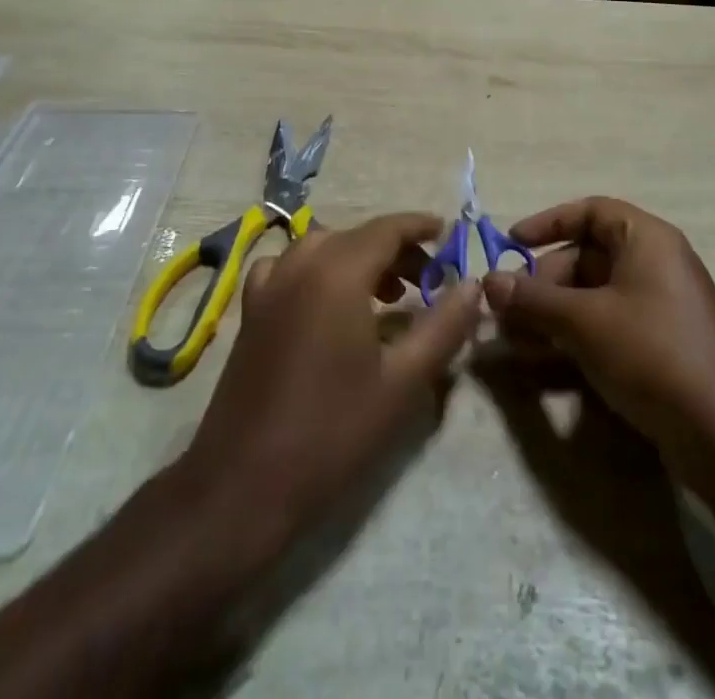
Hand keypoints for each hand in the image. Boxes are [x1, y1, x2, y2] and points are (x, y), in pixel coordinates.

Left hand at [180, 213, 480, 536]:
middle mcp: (300, 263)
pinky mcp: (251, 310)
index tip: (449, 235)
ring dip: (359, 258)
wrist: (241, 486)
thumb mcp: (404, 382)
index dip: (421, 227)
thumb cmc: (332, 432)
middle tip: (427, 280)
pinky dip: (320, 270)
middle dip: (397, 250)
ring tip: (387, 295)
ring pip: (325, 247)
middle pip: (358, 235)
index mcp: (338, 271)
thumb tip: (473, 285)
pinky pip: (292, 267)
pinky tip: (329, 305)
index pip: (388, 228)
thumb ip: (445, 325)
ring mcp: (269, 285)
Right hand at [481, 197, 714, 476]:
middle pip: (587, 257)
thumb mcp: (584, 320)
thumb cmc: (651, 352)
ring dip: (552, 313)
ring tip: (513, 339)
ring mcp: (660, 306)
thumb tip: (488, 281)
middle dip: (543, 282)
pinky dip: (575, 335)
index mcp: (646, 239)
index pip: (590, 212)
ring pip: (594, 296)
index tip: (511, 243)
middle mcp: (655, 263)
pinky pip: (608, 325)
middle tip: (506, 310)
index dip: (548, 222)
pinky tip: (544, 360)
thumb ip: (534, 299)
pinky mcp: (660, 344)